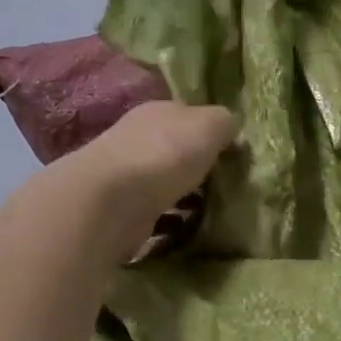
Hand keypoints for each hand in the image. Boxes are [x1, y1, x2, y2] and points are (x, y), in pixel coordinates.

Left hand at [47, 100, 236, 261]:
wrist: (110, 201)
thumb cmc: (164, 154)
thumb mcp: (210, 125)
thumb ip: (224, 122)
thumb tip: (230, 130)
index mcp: (156, 111)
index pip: (187, 116)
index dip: (209, 133)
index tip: (231, 154)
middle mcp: (136, 137)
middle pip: (173, 149)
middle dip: (195, 166)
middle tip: (224, 185)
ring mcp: (124, 174)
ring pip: (163, 182)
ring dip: (182, 195)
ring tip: (210, 211)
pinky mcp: (119, 210)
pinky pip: (153, 212)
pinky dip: (169, 219)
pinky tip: (185, 229)